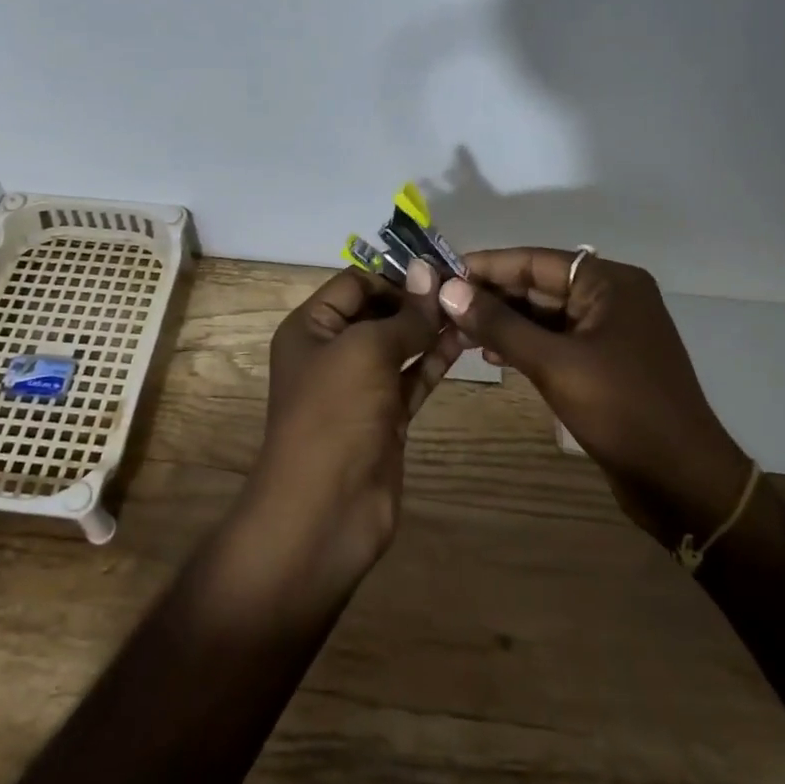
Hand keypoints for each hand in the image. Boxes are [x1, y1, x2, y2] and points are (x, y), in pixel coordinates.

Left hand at [236, 262, 464, 593]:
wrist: (323, 510)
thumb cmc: (334, 415)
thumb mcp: (366, 351)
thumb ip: (404, 315)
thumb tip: (429, 272)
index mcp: (311, 327)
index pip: (355, 283)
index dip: (395, 276)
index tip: (440, 276)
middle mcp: (332, 351)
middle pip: (378, 312)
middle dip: (417, 301)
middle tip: (464, 292)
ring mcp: (360, 387)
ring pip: (400, 345)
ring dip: (431, 329)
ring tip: (473, 312)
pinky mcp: (385, 417)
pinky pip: (412, 377)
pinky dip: (435, 360)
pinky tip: (465, 342)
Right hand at [437, 249, 752, 550]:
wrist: (683, 482)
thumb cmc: (622, 411)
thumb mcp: (554, 363)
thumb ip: (499, 324)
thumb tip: (447, 290)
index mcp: (610, 283)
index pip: (535, 261)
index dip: (486, 266)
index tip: (440, 274)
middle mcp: (612, 297)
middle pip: (539, 285)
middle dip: (491, 297)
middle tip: (440, 308)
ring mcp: (610, 331)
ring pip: (544, 315)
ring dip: (503, 322)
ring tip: (456, 333)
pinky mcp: (605, 362)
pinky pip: (556, 340)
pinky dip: (524, 344)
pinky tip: (491, 355)